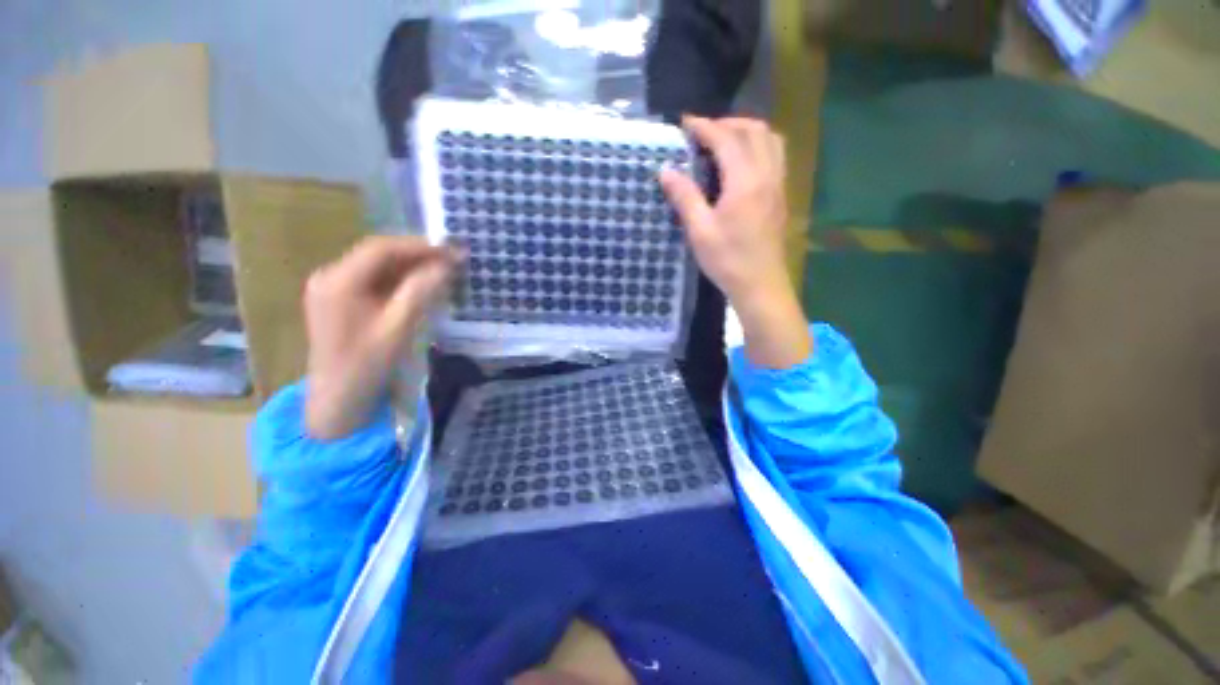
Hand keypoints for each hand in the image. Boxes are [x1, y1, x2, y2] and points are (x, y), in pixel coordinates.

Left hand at [303, 236, 460, 439]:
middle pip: (378, 255)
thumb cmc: (367, 365)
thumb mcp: (398, 328)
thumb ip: (421, 292)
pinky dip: (400, 280)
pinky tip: (421, 286)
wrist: (338, 399)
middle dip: (417, 255)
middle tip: (452, 260)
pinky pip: (374, 281)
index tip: (452, 250)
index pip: (381, 249)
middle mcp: (330, 277)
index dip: (419, 246)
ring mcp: (332, 288)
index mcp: (338, 281)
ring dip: (411, 267)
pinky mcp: (340, 300)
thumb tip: (445, 264)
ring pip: (378, 267)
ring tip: (442, 271)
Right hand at [660, 116, 811, 368]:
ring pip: (770, 140)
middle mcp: (767, 175)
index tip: (684, 123)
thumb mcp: (700, 231)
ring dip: (746, 132)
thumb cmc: (727, 260)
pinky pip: (775, 156)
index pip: (726, 139)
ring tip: (723, 143)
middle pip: (754, 130)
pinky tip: (741, 165)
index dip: (704, 127)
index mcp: (745, 181)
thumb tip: (665, 170)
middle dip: (727, 123)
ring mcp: (778, 185)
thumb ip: (684, 197)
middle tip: (702, 134)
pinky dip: (758, 147)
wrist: (760, 285)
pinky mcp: (780, 196)